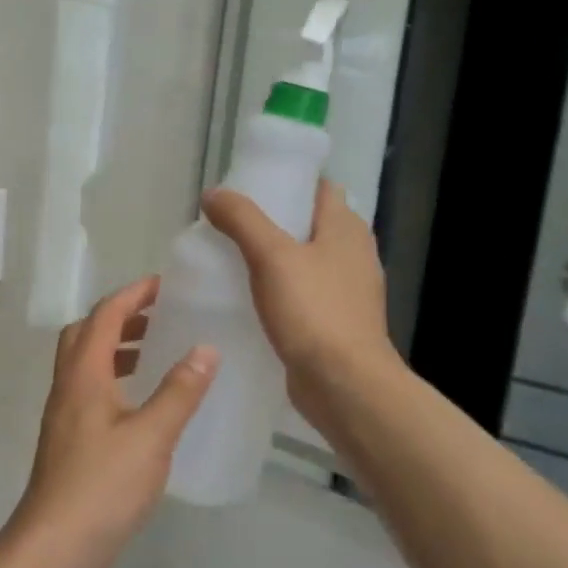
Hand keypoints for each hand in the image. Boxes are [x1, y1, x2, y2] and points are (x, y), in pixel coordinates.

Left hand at [10, 278, 217, 562]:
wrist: (57, 546)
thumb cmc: (103, 485)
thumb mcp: (151, 435)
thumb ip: (179, 392)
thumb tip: (205, 349)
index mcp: (82, 375)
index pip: (103, 316)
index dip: (132, 295)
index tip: (164, 285)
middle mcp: (67, 388)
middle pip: (86, 335)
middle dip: (121, 318)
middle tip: (160, 318)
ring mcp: (65, 418)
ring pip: (87, 366)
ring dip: (118, 350)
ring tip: (158, 355)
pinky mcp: (70, 444)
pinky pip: (92, 394)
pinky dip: (117, 383)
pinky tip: (145, 406)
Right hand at [201, 180, 396, 423]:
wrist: (344, 384)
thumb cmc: (313, 312)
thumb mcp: (271, 256)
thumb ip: (242, 220)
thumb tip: (214, 194)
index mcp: (346, 228)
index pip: (318, 188)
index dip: (286, 182)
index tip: (248, 188)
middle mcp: (353, 254)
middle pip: (309, 224)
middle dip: (273, 221)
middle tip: (229, 225)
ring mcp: (347, 291)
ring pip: (305, 261)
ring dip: (274, 258)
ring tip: (231, 259)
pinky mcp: (335, 322)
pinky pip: (303, 294)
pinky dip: (280, 290)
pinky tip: (250, 299)